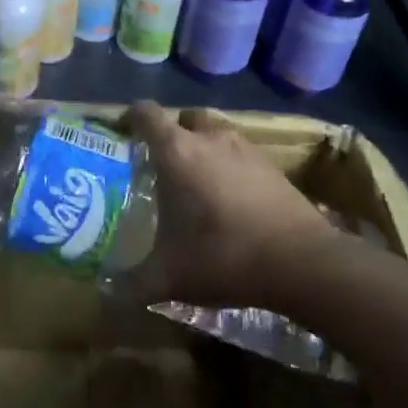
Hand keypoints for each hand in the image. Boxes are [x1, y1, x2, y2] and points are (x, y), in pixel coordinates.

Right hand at [119, 102, 334, 309]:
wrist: (302, 262)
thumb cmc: (224, 256)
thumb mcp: (170, 277)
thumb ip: (132, 283)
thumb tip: (104, 295)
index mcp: (177, 151)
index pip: (145, 113)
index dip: (129, 117)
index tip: (121, 133)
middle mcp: (209, 138)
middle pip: (184, 117)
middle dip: (171, 132)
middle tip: (161, 163)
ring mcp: (244, 148)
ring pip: (215, 132)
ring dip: (203, 146)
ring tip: (196, 180)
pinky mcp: (271, 165)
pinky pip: (240, 153)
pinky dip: (229, 165)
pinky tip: (230, 199)